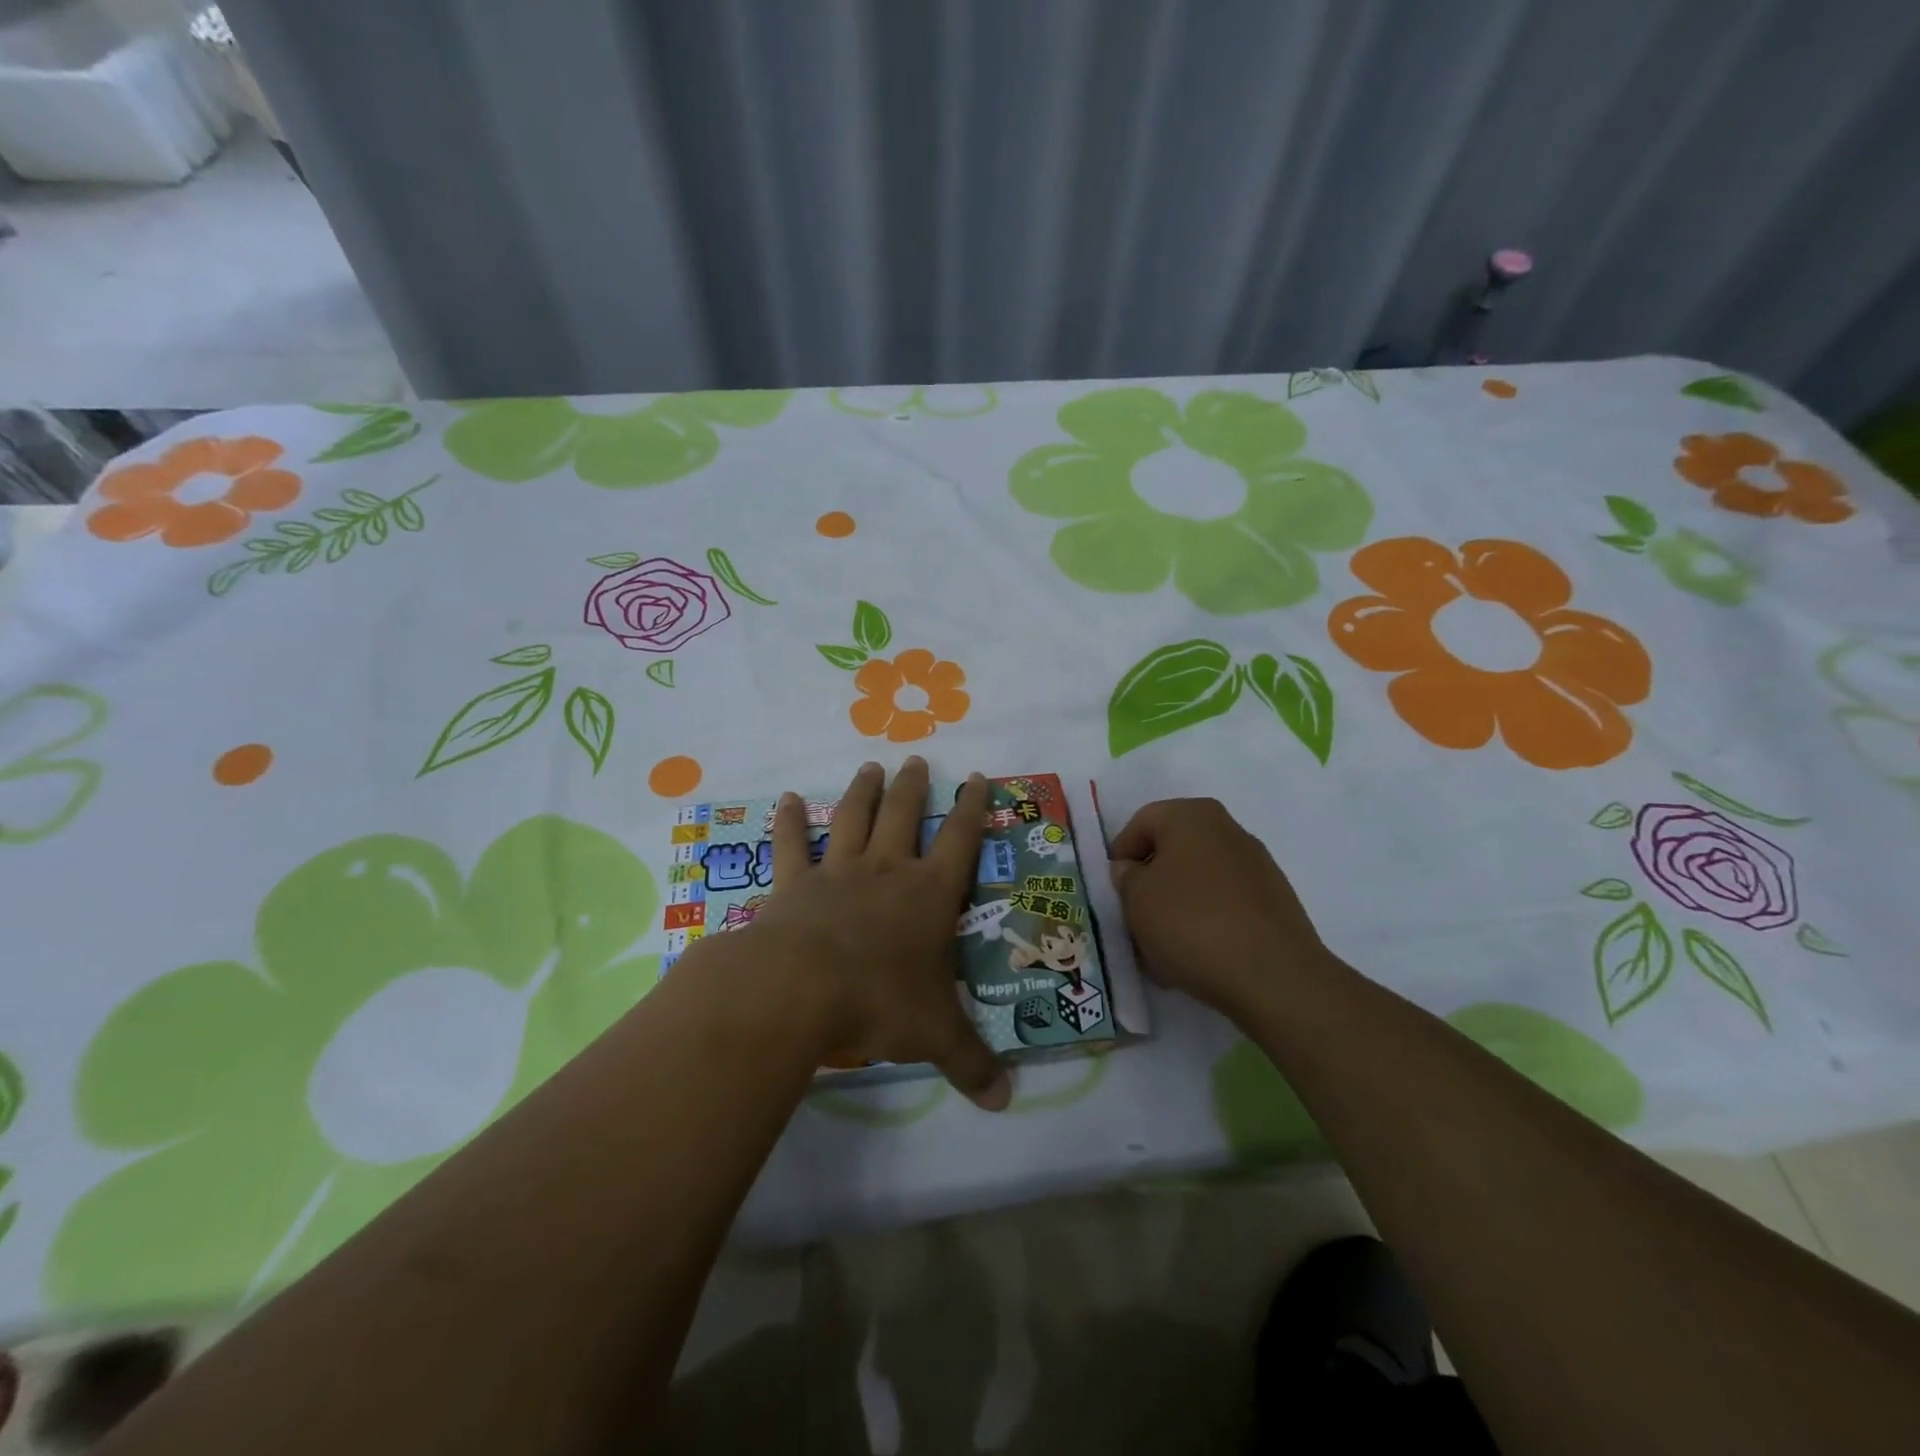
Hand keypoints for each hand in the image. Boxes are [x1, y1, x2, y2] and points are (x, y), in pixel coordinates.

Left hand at [741, 758, 1011, 1110]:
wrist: (797, 990)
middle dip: (914, 786)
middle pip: (904, 815)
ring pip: (852, 817)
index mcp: (928, 895)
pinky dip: (786, 821)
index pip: (960, 840)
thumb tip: (1005, 1102)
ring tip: (871, 766)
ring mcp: (837, 872)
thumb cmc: (876, 1004)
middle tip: (917, 760)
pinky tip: (782, 799)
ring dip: (863, 791)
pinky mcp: (793, 884)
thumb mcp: (934, 1036)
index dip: (973, 807)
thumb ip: (971, 1063)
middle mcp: (885, 871)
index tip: (978, 777)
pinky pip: (790, 844)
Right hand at [1108, 798, 1339, 1021]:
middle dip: (1150, 884)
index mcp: (1192, 816)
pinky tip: (1196, 957)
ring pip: (1198, 880)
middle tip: (1134, 920)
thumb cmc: (1192, 924)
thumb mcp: (1136, 900)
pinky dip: (1205, 922)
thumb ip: (1126, 878)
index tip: (1113, 890)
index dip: (1120, 855)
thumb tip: (1133, 870)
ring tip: (1162, 949)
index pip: (1141, 822)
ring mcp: (1257, 865)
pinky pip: (1224, 903)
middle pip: (1172, 851)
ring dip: (1175, 907)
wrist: (1274, 976)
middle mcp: (1228, 830)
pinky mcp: (1274, 901)